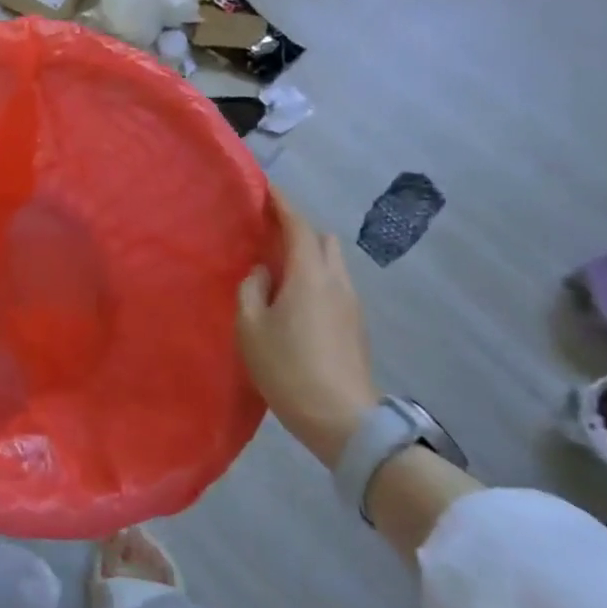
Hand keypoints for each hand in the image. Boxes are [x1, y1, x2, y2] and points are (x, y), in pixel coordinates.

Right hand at [237, 195, 378, 469]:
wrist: (343, 420)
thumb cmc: (289, 369)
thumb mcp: (251, 328)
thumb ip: (251, 290)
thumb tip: (262, 273)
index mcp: (310, 275)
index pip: (298, 226)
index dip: (282, 203)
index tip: (265, 187)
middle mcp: (336, 282)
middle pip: (323, 239)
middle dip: (298, 228)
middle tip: (267, 232)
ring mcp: (351, 304)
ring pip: (332, 262)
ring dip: (308, 254)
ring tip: (278, 266)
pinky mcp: (356, 325)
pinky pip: (334, 284)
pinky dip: (315, 275)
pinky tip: (294, 296)